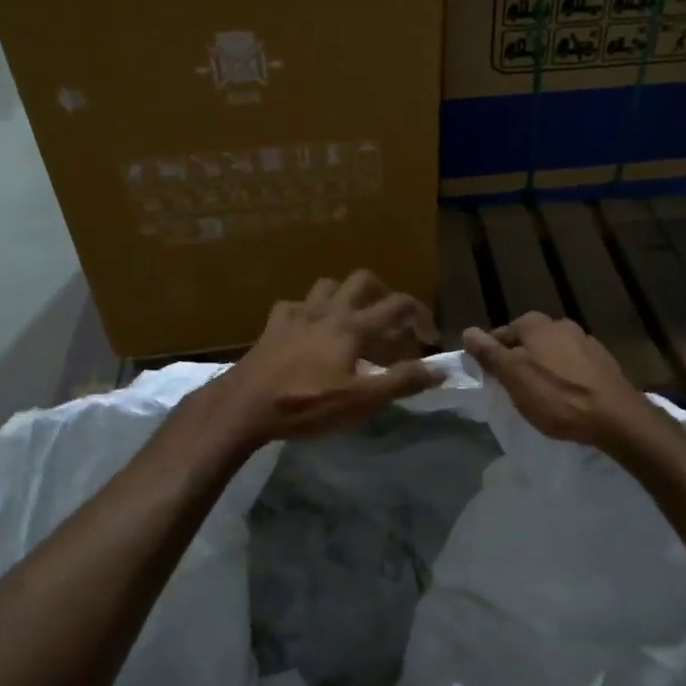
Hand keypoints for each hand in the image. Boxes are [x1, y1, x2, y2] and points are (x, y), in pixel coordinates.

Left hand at [206, 272, 442, 443]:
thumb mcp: (361, 400)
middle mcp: (327, 311)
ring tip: (352, 320)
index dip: (421, 315)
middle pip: (362, 280)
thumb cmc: (307, 403)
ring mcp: (296, 315)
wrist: (245, 406)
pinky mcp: (272, 327)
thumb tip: (441, 368)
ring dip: (345, 296)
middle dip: (383, 292)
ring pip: (326, 286)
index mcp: (352, 326)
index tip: (429, 337)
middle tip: (391, 319)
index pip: (397, 305)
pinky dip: (307, 312)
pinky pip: (293, 306)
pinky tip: (307, 329)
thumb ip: (402, 381)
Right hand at [462, 313, 657, 449]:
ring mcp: (586, 342)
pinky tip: (565, 397)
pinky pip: (573, 365)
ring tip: (538, 394)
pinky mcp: (603, 363)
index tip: (489, 378)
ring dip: (542, 367)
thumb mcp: (513, 376)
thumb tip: (468, 331)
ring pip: (552, 352)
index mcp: (537, 324)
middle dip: (518, 359)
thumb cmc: (556, 396)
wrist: (615, 417)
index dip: (491, 354)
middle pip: (529, 341)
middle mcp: (562, 325)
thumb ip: (490, 353)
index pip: (502, 333)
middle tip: (511, 388)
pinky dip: (564, 377)